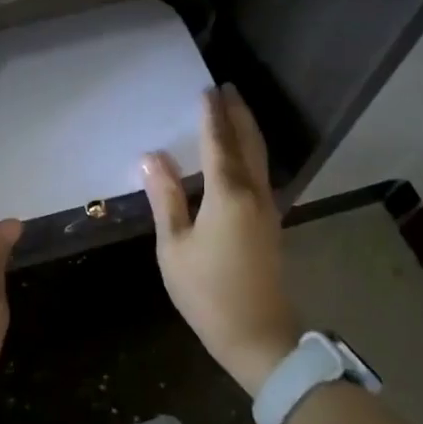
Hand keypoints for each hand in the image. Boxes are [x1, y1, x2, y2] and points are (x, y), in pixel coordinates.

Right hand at [141, 85, 298, 394]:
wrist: (258, 335)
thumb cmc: (207, 291)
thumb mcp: (174, 246)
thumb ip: (165, 198)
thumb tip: (152, 157)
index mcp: (228, 194)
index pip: (218, 143)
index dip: (211, 116)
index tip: (206, 89)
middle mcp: (254, 193)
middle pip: (248, 143)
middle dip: (238, 114)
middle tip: (228, 88)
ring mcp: (267, 209)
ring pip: (259, 158)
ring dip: (247, 130)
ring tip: (235, 111)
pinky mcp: (270, 224)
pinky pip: (261, 174)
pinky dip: (251, 153)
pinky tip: (241, 157)